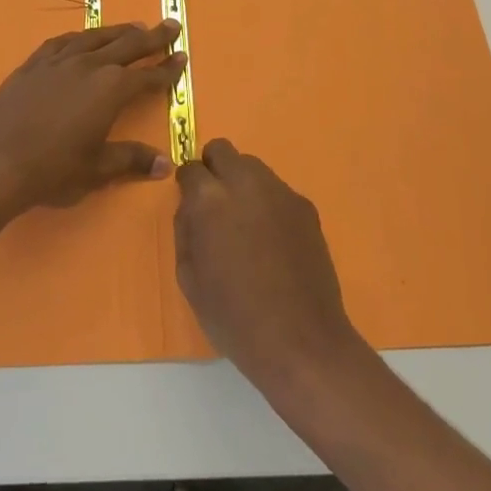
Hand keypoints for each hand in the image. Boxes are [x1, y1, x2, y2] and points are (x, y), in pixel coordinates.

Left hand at [0, 21, 185, 214]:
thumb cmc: (52, 170)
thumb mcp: (97, 169)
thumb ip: (131, 160)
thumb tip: (164, 163)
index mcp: (111, 90)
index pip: (148, 76)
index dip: (167, 69)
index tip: (182, 57)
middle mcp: (89, 66)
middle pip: (127, 45)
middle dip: (152, 37)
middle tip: (170, 25)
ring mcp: (58, 62)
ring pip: (95, 38)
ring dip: (118, 31)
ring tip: (134, 27)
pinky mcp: (33, 65)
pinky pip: (62, 42)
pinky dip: (80, 38)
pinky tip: (82, 39)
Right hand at [175, 140, 361, 385]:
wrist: (300, 341)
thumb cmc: (234, 316)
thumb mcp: (189, 278)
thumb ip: (185, 230)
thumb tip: (191, 208)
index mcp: (210, 199)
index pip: (190, 168)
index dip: (187, 185)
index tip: (191, 204)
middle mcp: (245, 183)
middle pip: (223, 150)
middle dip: (213, 169)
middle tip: (215, 204)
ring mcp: (280, 192)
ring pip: (253, 166)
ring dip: (242, 183)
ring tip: (246, 224)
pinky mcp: (305, 206)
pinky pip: (277, 191)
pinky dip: (268, 203)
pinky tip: (273, 240)